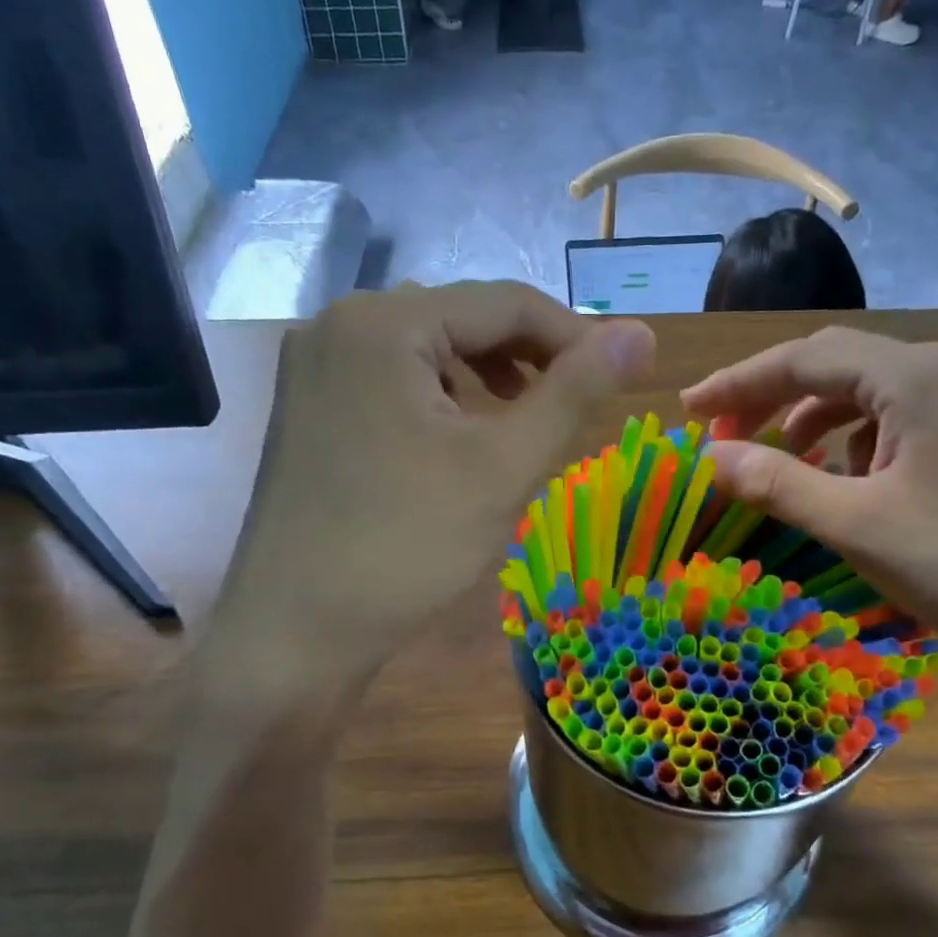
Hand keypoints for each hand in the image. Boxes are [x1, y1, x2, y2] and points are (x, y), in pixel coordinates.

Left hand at [221, 283, 653, 681]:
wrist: (295, 634)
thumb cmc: (406, 546)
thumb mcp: (504, 466)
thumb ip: (575, 391)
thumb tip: (642, 334)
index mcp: (383, 322)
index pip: (505, 302)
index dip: (575, 335)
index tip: (624, 376)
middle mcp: (339, 325)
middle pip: (462, 319)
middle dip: (529, 358)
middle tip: (575, 405)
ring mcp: (315, 367)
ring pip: (428, 351)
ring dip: (487, 376)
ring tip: (524, 422)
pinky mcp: (309, 408)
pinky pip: (393, 381)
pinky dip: (441, 399)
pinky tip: (461, 439)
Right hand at [681, 330, 937, 669]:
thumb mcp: (859, 525)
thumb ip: (777, 484)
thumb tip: (709, 458)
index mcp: (911, 376)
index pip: (802, 358)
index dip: (737, 383)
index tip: (689, 412)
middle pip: (837, 368)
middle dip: (773, 401)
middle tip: (726, 438)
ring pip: (873, 397)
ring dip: (818, 425)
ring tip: (784, 466)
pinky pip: (907, 423)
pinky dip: (862, 446)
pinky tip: (855, 486)